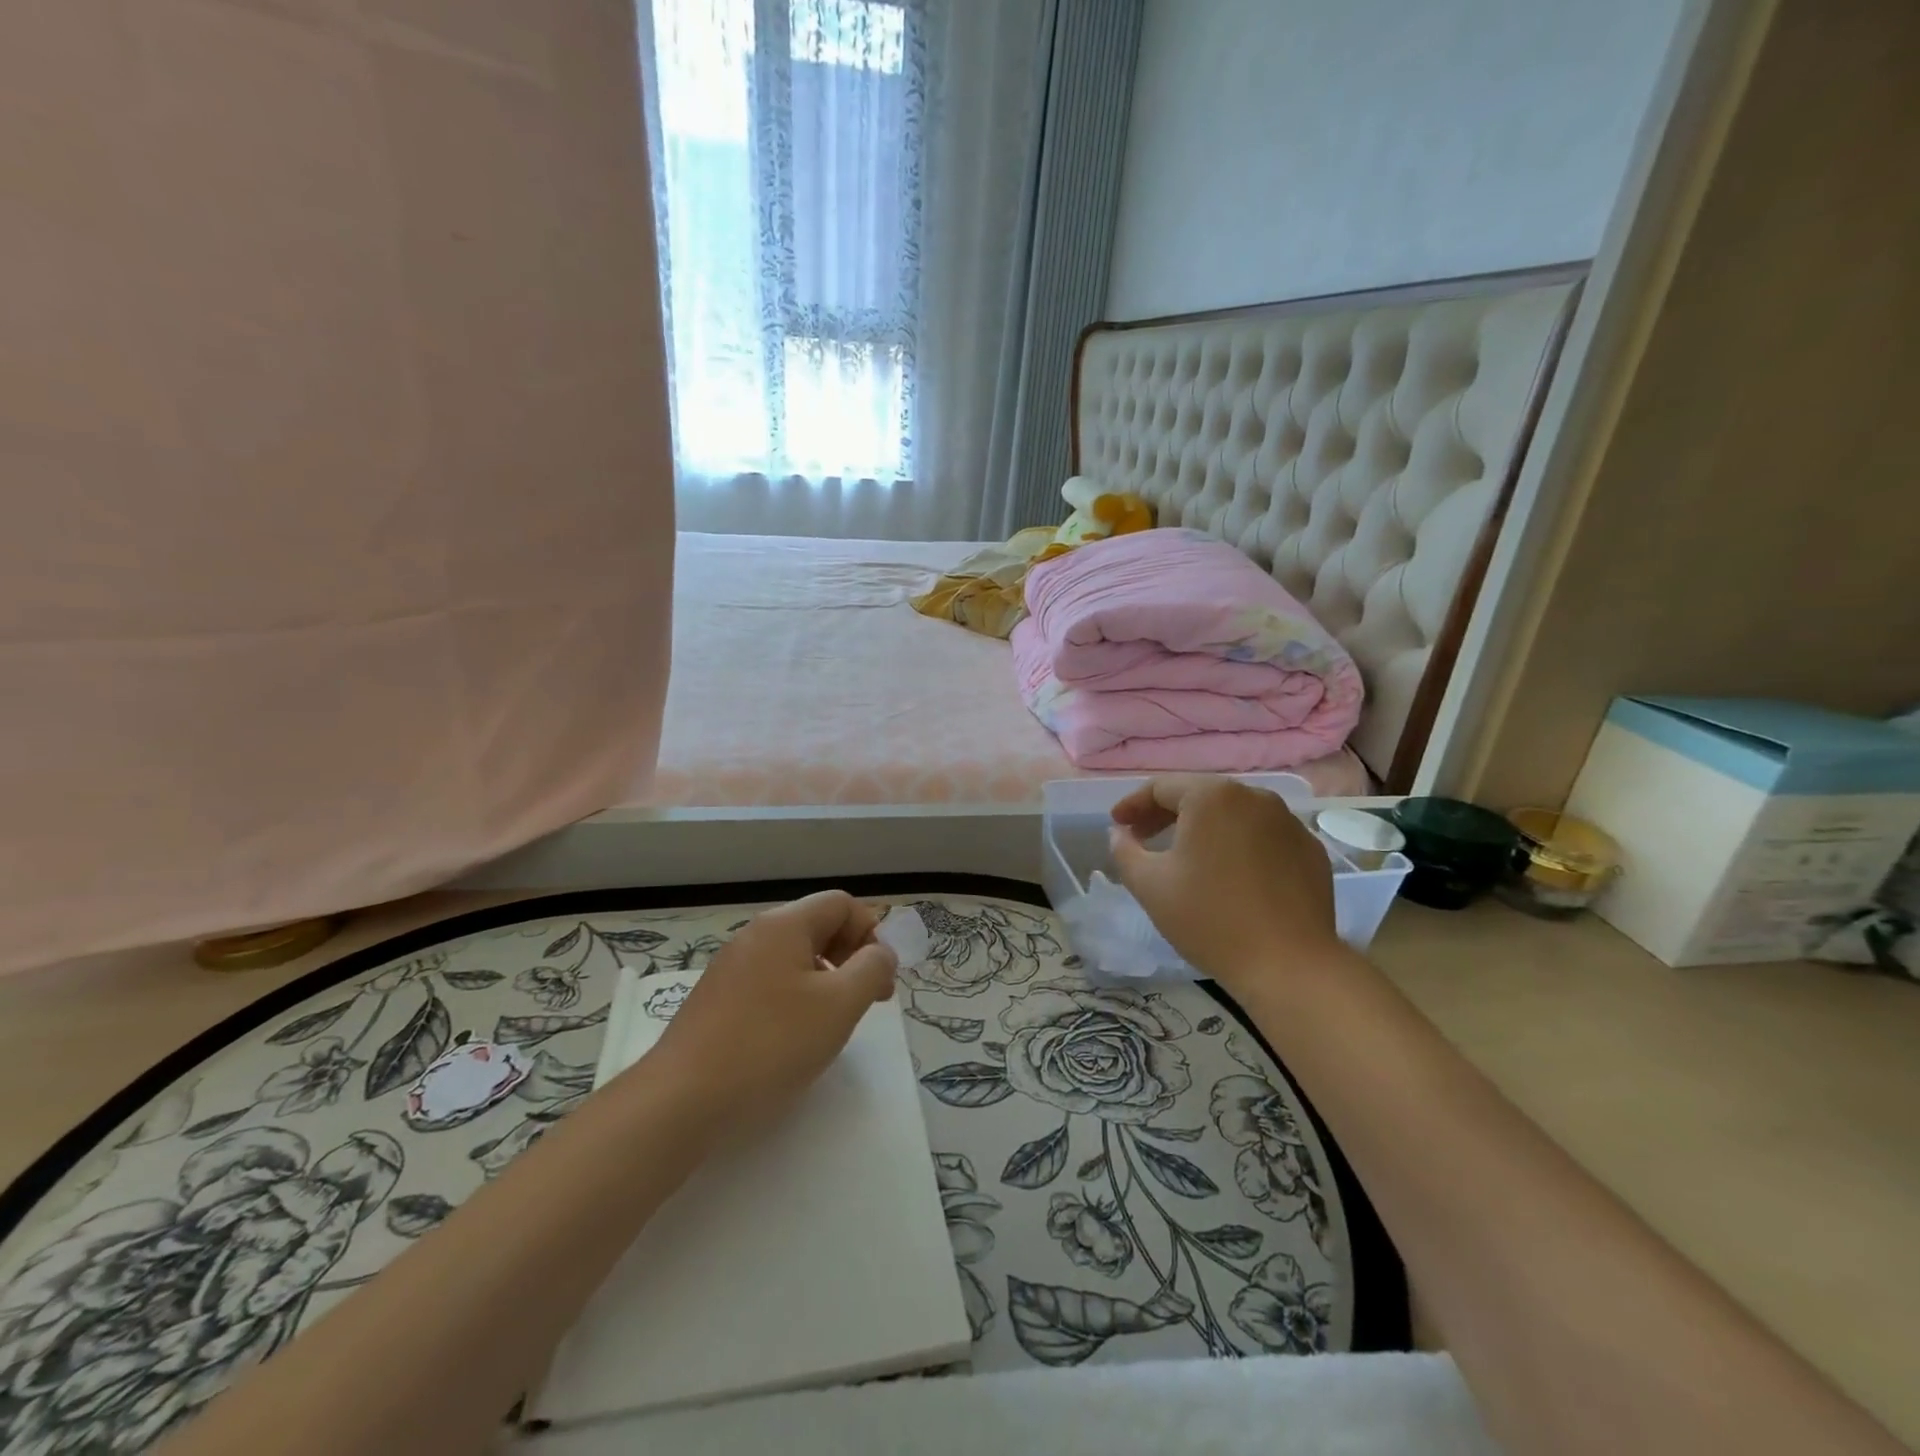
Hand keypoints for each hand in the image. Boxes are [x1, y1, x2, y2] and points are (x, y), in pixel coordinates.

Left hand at [647, 891, 896, 1137]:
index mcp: (784, 925)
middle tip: (868, 1001)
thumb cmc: (771, 1044)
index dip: (871, 933)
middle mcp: (755, 935)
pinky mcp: (717, 999)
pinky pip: (770, 982)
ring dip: (826, 980)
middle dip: (852, 956)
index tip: (880, 979)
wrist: (682, 1099)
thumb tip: (879, 953)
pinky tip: (794, 1038)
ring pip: (794, 957)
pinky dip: (795, 998)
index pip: (842, 904)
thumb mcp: (839, 1004)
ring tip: (833, 1023)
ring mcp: (731, 967)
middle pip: (818, 926)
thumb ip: (872, 969)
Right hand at [1109, 775, 1342, 992]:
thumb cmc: (1210, 918)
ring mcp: (1288, 822)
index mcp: (1212, 797)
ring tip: (1186, 855)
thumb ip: (1125, 850)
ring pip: (1234, 814)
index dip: (1133, 805)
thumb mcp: (1149, 885)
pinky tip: (1230, 874)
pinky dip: (1239, 845)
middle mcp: (1254, 797)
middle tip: (1143, 837)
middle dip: (1166, 814)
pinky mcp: (1310, 850)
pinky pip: (1263, 836)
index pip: (1161, 788)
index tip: (1117, 825)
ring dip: (1204, 828)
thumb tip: (1120, 833)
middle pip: (1200, 796)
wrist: (1289, 965)